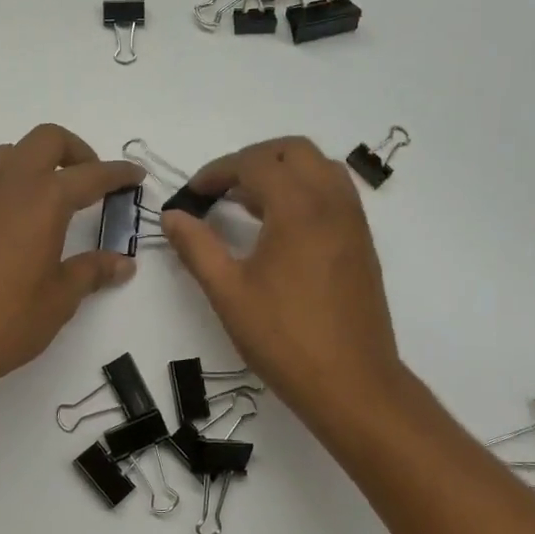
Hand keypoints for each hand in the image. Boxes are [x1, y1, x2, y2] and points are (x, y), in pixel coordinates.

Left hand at [0, 124, 143, 394]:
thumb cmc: (5, 322)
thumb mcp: (59, 299)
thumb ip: (91, 271)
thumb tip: (122, 263)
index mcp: (41, 201)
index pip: (89, 174)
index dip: (118, 173)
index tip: (136, 176)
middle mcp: (6, 187)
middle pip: (46, 141)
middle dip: (77, 152)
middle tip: (92, 181)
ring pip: (10, 153)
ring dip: (38, 161)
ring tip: (53, 197)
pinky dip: (10, 184)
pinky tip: (17, 222)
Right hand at [160, 137, 401, 421]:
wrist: (352, 383)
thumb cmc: (284, 339)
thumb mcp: (229, 293)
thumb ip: (197, 248)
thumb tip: (172, 216)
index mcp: (299, 209)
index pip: (256, 163)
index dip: (218, 171)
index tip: (193, 193)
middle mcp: (332, 203)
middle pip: (294, 151)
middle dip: (253, 159)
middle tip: (221, 188)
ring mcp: (354, 222)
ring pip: (320, 168)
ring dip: (282, 171)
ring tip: (248, 203)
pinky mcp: (362, 243)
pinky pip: (334, 194)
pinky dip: (304, 191)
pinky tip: (280, 227)